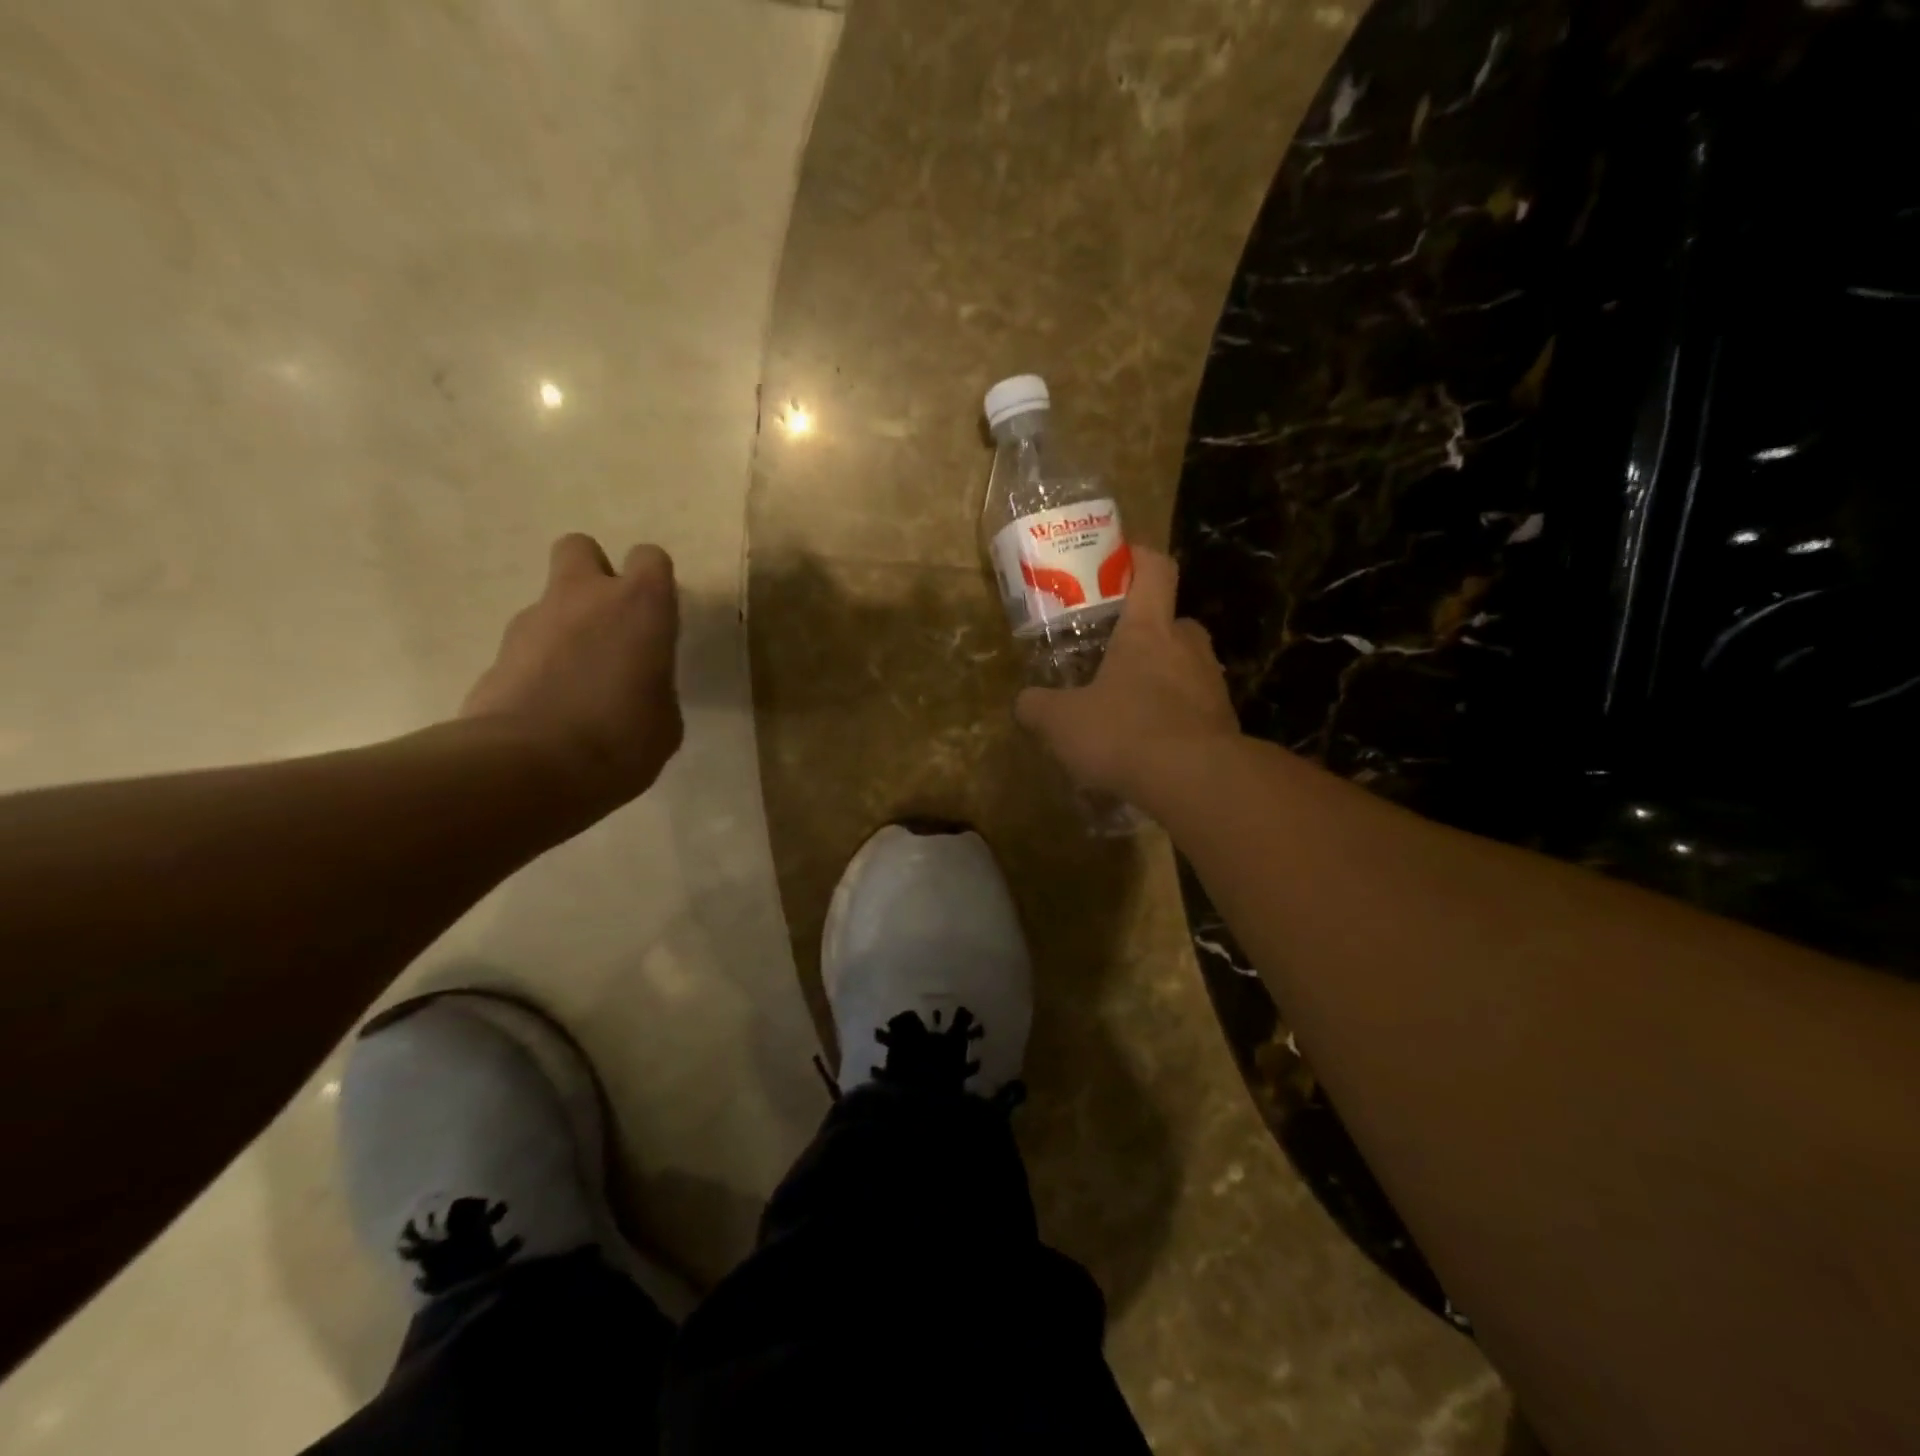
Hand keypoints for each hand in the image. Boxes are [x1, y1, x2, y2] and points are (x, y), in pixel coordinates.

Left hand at [461, 534, 682, 813]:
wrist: (527, 768)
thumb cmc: (621, 740)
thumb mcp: (665, 720)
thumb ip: (655, 685)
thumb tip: (638, 686)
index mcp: (640, 607)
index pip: (650, 558)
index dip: (654, 583)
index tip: (657, 619)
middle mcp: (584, 598)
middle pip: (581, 549)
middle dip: (594, 575)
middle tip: (609, 624)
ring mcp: (533, 622)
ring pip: (551, 602)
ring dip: (566, 628)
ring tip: (579, 684)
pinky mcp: (497, 654)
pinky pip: (528, 646)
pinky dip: (540, 664)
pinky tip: (551, 707)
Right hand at [1015, 546, 1238, 802]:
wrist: (1196, 781)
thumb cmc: (1124, 731)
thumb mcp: (1061, 722)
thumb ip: (1038, 707)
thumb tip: (1025, 703)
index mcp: (1148, 630)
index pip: (1155, 570)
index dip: (1140, 557)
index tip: (1122, 559)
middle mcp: (1187, 647)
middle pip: (1173, 622)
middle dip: (1148, 634)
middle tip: (1118, 657)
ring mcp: (1212, 684)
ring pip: (1187, 667)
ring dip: (1163, 679)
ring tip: (1132, 709)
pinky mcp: (1225, 723)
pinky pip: (1196, 709)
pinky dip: (1177, 718)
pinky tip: (1153, 747)